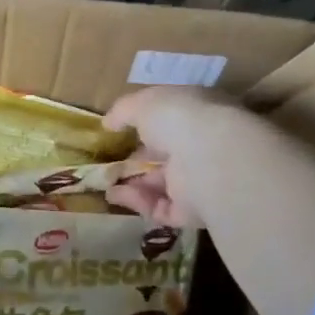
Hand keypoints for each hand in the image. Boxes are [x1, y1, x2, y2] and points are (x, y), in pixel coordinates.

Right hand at [104, 86, 256, 227]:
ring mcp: (199, 181)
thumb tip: (108, 122)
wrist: (209, 159)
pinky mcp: (192, 212)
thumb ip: (123, 110)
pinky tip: (116, 195)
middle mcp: (203, 147)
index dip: (147, 126)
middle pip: (166, 156)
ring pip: (161, 185)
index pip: (173, 121)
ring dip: (132, 184)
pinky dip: (137, 202)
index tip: (121, 132)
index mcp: (199, 115)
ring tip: (105, 184)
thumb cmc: (179, 119)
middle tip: (109, 164)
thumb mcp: (143, 103)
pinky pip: (160, 208)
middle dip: (137, 161)